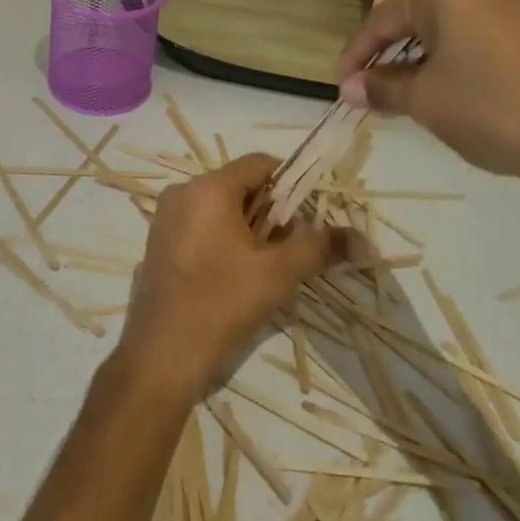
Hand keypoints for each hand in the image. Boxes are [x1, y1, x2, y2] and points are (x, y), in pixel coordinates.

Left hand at [115, 155, 345, 401]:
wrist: (161, 355)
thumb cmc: (222, 302)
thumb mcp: (278, 273)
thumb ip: (319, 247)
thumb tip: (361, 239)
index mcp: (208, 188)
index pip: (259, 164)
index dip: (290, 184)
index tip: (308, 216)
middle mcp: (182, 193)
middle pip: (239, 186)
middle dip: (270, 211)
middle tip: (290, 247)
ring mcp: (165, 219)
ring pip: (219, 208)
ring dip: (248, 228)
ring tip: (266, 266)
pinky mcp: (158, 244)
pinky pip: (199, 226)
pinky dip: (222, 239)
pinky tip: (234, 276)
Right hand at [336, 0, 519, 192]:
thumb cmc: (489, 107)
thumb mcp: (425, 100)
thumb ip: (382, 87)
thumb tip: (350, 88)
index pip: (384, 18)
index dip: (357, 54)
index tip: (341, 86)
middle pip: (420, 15)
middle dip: (392, 53)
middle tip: (374, 88)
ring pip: (455, 23)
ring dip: (426, 55)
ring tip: (411, 91)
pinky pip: (485, 32)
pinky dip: (461, 55)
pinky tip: (457, 86)